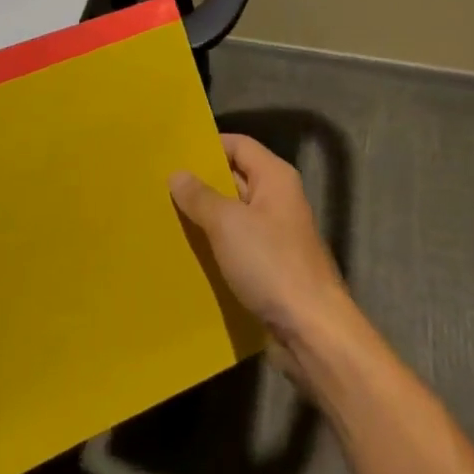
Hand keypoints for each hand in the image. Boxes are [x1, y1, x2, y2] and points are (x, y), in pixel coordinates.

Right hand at [170, 134, 354, 378]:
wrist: (311, 328)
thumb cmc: (270, 263)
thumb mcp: (227, 224)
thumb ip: (200, 196)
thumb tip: (178, 174)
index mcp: (274, 177)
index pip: (239, 144)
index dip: (208, 145)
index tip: (175, 153)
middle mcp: (279, 198)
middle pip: (236, 177)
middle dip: (202, 182)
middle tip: (162, 185)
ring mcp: (277, 232)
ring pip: (235, 213)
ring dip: (207, 216)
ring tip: (167, 216)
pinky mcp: (272, 264)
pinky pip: (239, 243)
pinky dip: (217, 244)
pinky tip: (190, 251)